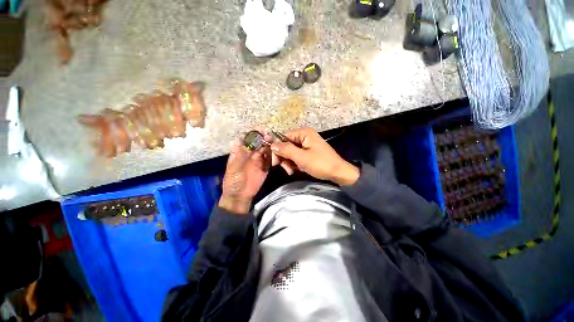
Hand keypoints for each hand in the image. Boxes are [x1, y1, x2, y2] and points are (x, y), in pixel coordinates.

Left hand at [219, 137, 271, 213]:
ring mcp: (259, 160)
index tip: (258, 130)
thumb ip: (238, 155)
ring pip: (265, 149)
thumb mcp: (233, 167)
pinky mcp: (265, 166)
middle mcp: (250, 153)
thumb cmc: (233, 181)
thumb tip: (239, 139)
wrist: (240, 195)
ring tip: (271, 141)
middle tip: (267, 135)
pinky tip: (275, 151)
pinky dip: (272, 154)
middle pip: (258, 142)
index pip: (247, 139)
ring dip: (268, 144)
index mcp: (241, 152)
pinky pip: (270, 158)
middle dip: (262, 138)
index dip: (252, 134)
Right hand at [270, 127, 359, 185]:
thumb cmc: (321, 164)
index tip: (275, 162)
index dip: (277, 149)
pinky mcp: (308, 151)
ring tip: (293, 171)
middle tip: (287, 169)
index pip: (283, 137)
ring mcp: (307, 144)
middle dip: (284, 158)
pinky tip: (297, 169)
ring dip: (289, 162)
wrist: (338, 173)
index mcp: (304, 133)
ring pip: (290, 152)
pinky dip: (295, 163)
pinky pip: (296, 156)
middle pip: (286, 145)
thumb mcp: (301, 157)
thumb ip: (286, 150)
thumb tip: (272, 145)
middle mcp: (304, 136)